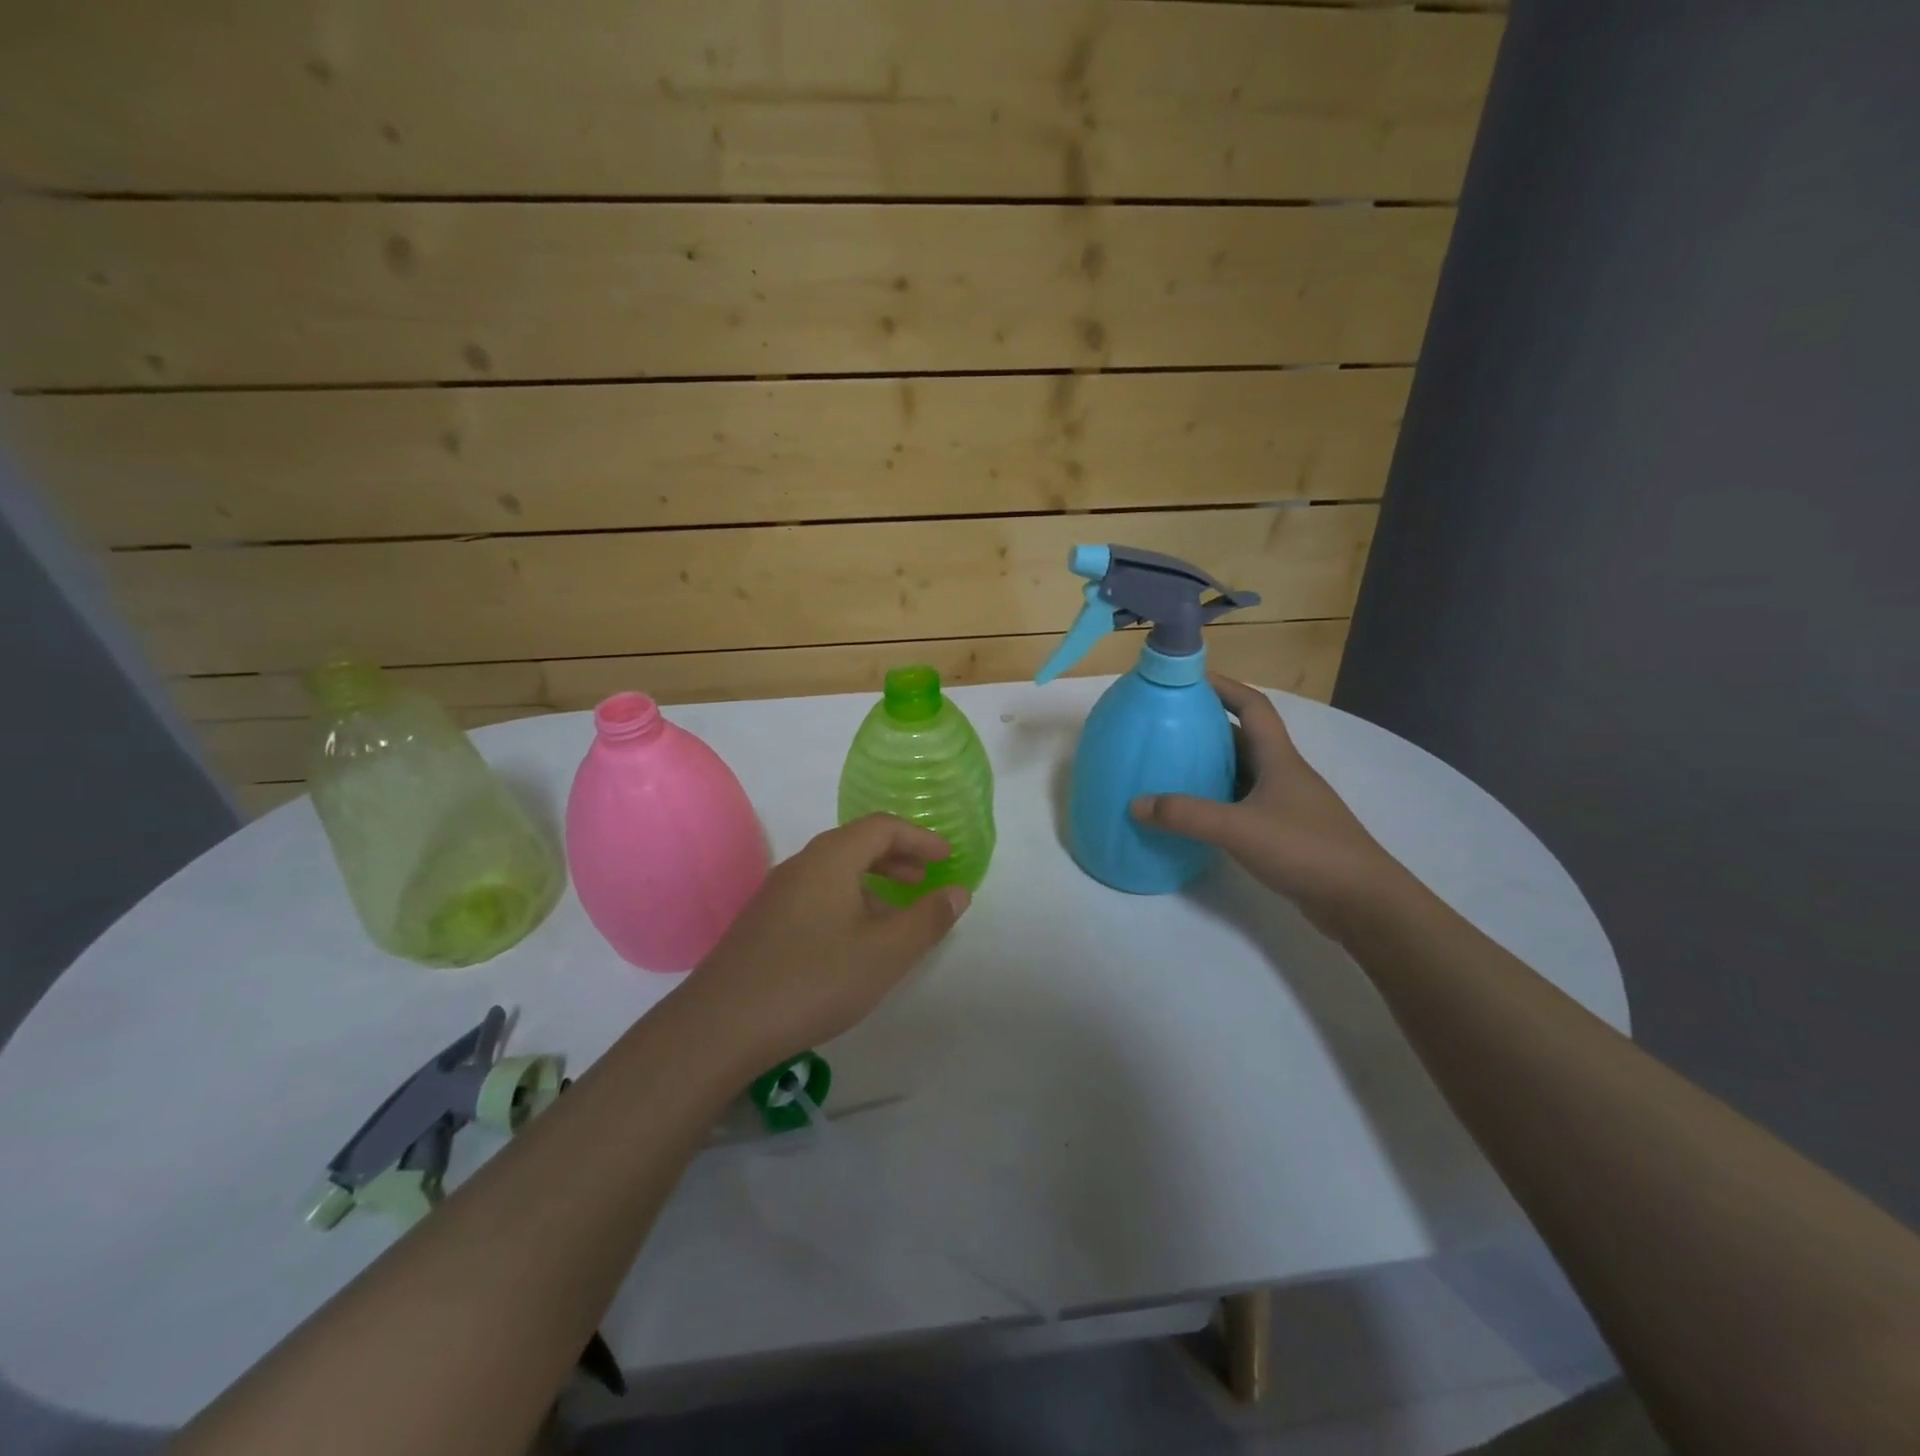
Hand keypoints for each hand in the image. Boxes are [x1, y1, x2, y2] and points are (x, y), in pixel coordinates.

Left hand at [681, 814, 970, 1069]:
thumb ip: (927, 920)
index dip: (919, 838)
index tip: (946, 857)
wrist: (720, 1026)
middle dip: (897, 858)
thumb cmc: (814, 980)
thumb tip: (958, 892)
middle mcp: (801, 865)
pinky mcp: (763, 923)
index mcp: (830, 858)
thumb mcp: (885, 953)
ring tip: (897, 917)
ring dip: (872, 884)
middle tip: (925, 879)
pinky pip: (817, 896)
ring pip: (835, 873)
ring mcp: (776, 894)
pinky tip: (855, 944)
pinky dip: (848, 903)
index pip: (882, 827)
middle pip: (856, 844)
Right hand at [1130, 675, 1398, 931]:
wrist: (1362, 901)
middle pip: (1244, 738)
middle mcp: (1284, 774)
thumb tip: (1136, 804)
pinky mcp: (1286, 832)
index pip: (1252, 706)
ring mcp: (1287, 804)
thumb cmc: (1305, 849)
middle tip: (1168, 726)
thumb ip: (1186, 815)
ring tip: (1172, 767)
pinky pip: (1245, 803)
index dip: (1223, 686)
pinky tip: (1196, 815)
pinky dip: (1219, 800)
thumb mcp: (1238, 828)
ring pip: (1244, 772)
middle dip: (1208, 727)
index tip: (1189, 679)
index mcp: (1279, 759)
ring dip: (1212, 765)